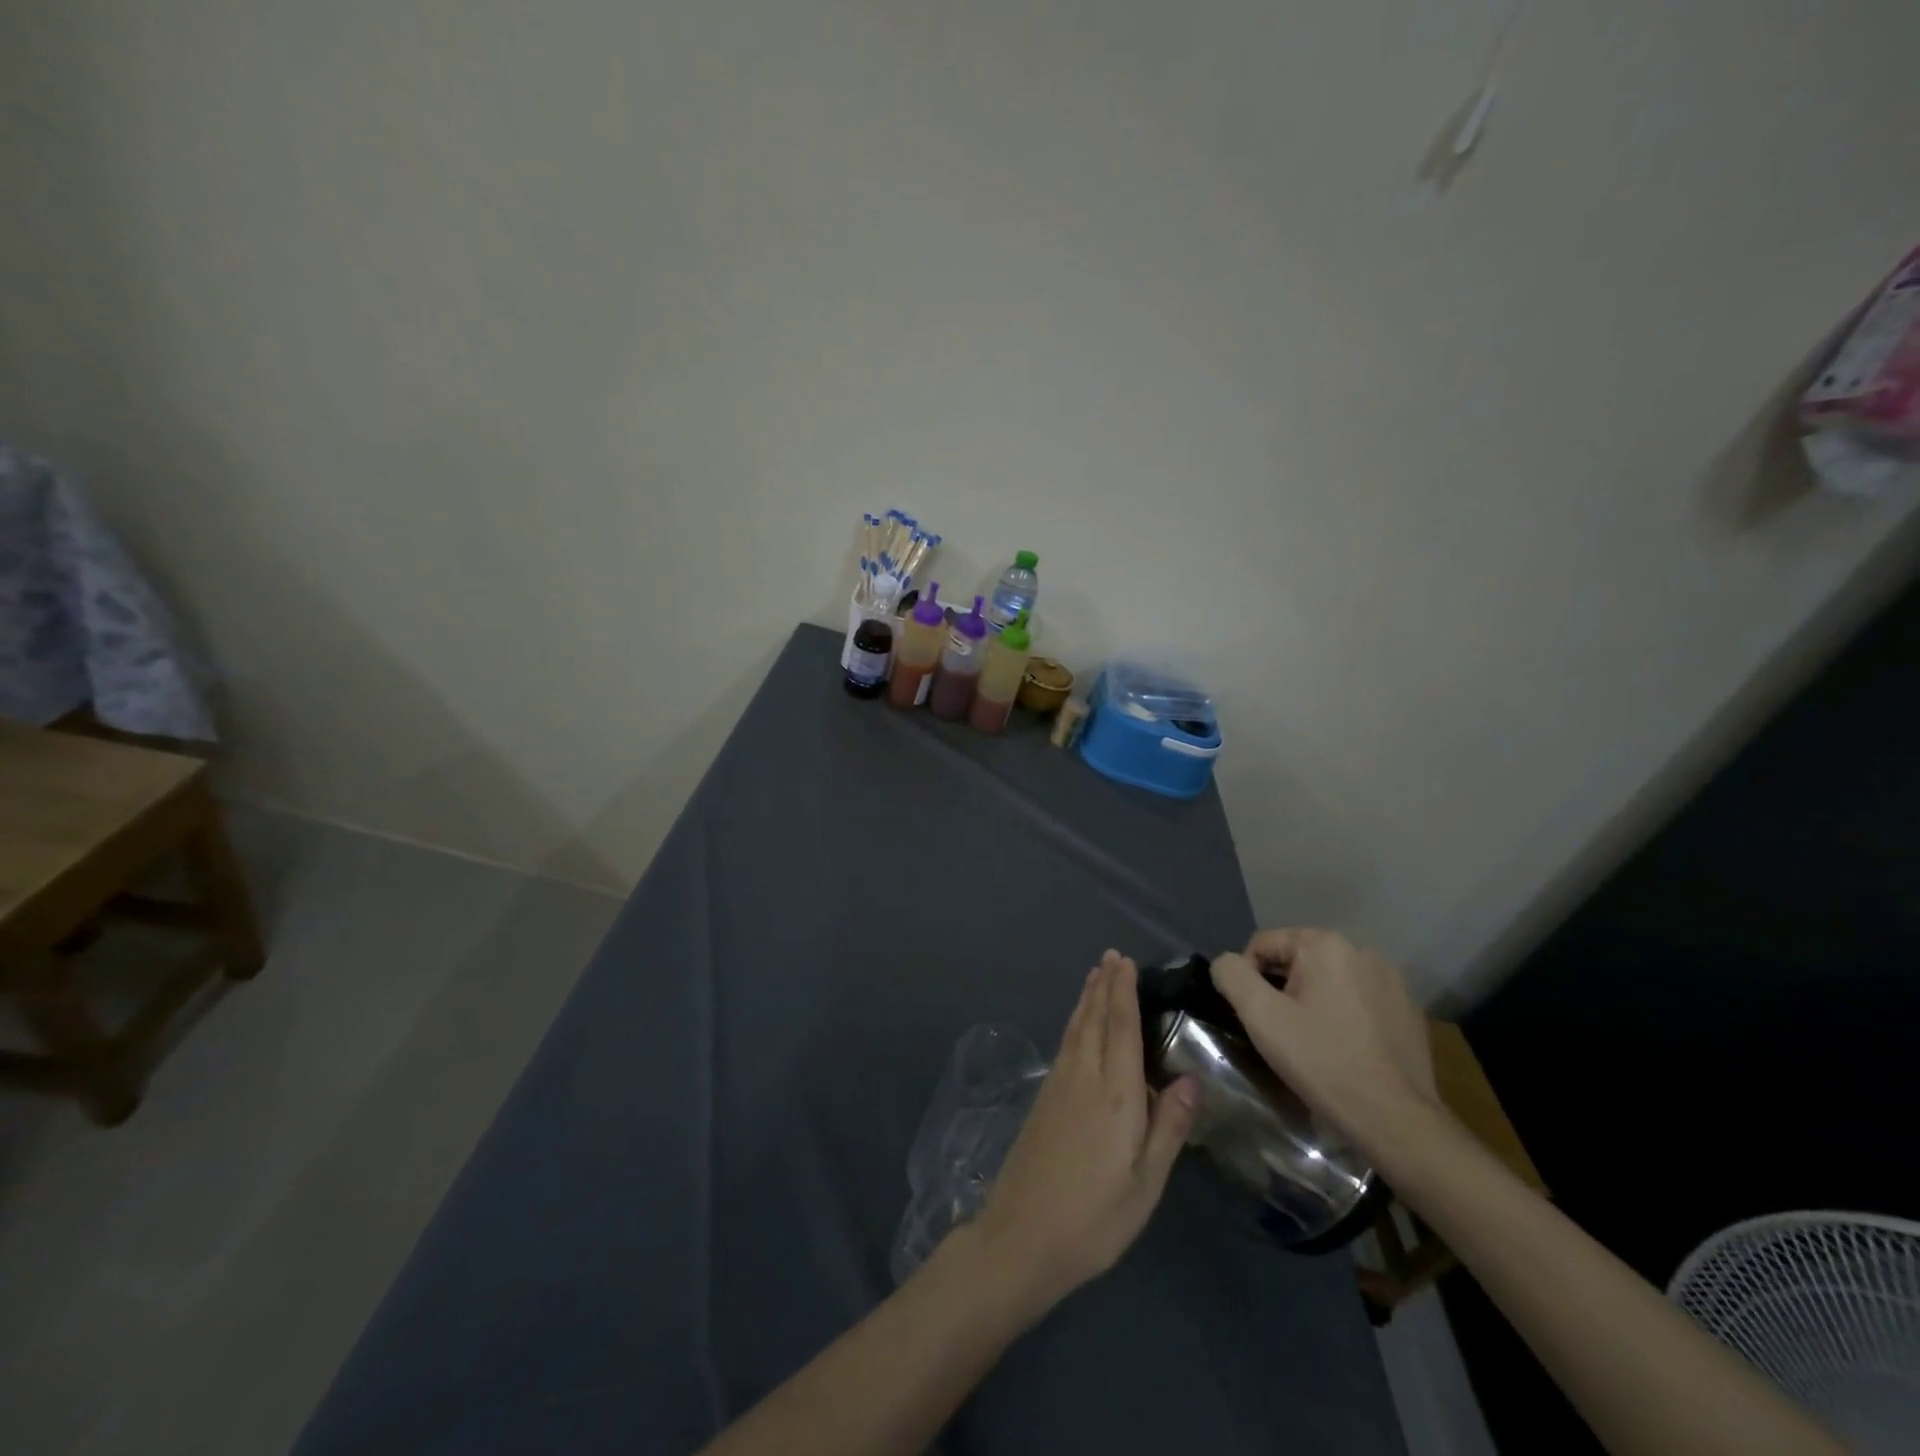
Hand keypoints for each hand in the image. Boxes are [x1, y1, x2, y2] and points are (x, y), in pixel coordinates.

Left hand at [974, 950, 1198, 1310]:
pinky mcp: (1043, 1099)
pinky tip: (1077, 1025)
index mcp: (1115, 1094)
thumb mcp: (1146, 1182)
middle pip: (1094, 1019)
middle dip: (1104, 985)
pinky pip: (1064, 1044)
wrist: (1022, 1236)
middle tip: (1111, 956)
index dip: (1123, 992)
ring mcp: (1058, 1085)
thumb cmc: (1095, 1217)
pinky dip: (1074, 1022)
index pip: (1120, 1028)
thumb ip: (1169, 1127)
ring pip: (1075, 1028)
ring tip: (1095, 976)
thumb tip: (1192, 1078)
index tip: (1126, 962)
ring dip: (1086, 999)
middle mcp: (1083, 1077)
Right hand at [1210, 929, 1437, 1147]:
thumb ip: (1231, 975)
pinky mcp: (1407, 1008)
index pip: (1262, 945)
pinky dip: (1343, 1014)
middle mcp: (1361, 950)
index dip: (1248, 979)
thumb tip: (1226, 963)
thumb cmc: (1322, 1062)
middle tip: (1283, 1032)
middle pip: (1297, 960)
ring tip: (1313, 1042)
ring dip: (1312, 1000)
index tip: (1258, 1018)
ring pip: (1328, 979)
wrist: (1396, 1121)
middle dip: (1282, 989)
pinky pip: (1358, 999)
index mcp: (1325, 944)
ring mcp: (1391, 979)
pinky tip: (1345, 1048)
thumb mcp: (1261, 1017)